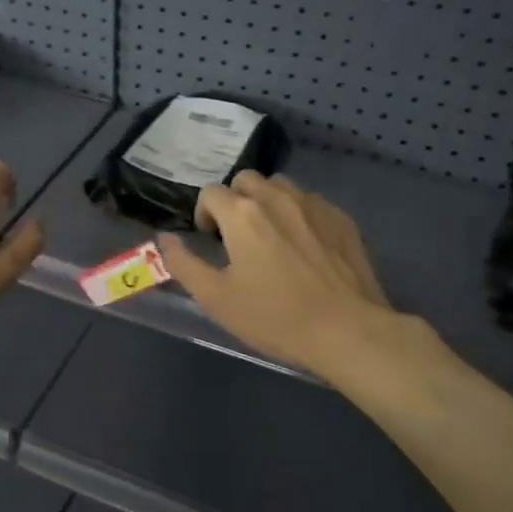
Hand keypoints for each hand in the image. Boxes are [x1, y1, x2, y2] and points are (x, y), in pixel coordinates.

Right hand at [157, 173, 445, 384]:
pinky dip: (299, 214)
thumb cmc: (275, 317)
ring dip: (268, 202)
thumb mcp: (216, 298)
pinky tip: (305, 248)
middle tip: (238, 236)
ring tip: (271, 237)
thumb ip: (183, 263)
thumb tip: (165, 238)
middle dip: (235, 201)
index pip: (210, 192)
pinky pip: (311, 202)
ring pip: (281, 186)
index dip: (204, 214)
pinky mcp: (342, 219)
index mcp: (242, 214)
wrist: (348, 331)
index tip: (212, 242)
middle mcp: (277, 197)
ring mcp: (314, 205)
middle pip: (246, 180)